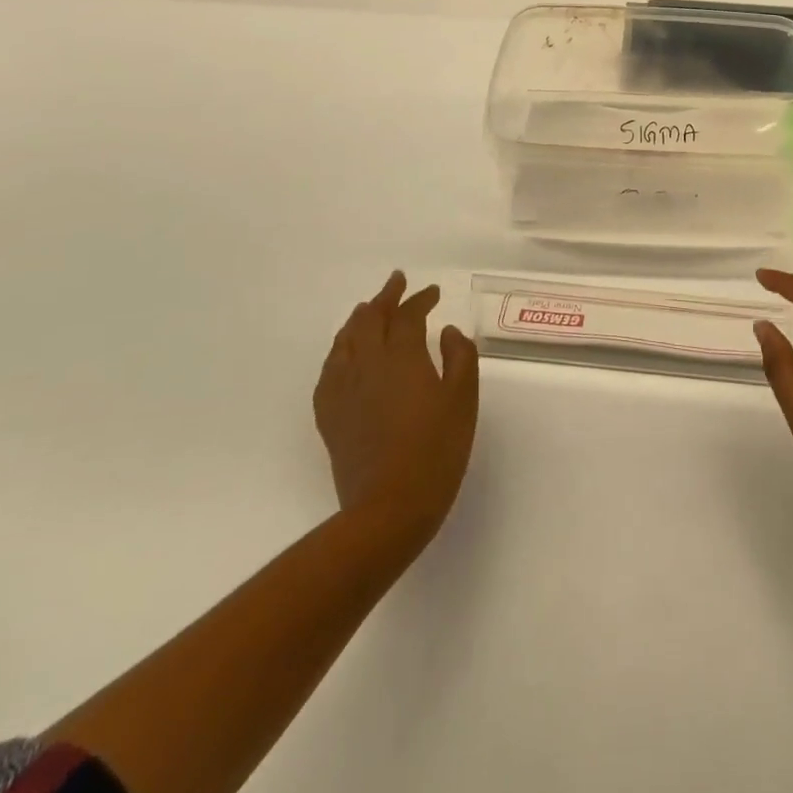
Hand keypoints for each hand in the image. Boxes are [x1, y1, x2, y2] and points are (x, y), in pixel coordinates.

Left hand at [314, 272, 479, 554]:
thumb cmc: (436, 451)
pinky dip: (339, 352)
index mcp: (402, 357)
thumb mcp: (463, 400)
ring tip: (368, 310)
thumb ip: (459, 358)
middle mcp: (367, 365)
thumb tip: (447, 332)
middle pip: (369, 320)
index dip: (420, 299)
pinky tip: (344, 356)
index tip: (433, 292)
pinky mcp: (330, 416)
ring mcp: (343, 391)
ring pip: (345, 341)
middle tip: (396, 283)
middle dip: (385, 298)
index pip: (407, 316)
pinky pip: (329, 370)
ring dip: (358, 319)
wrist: (389, 509)